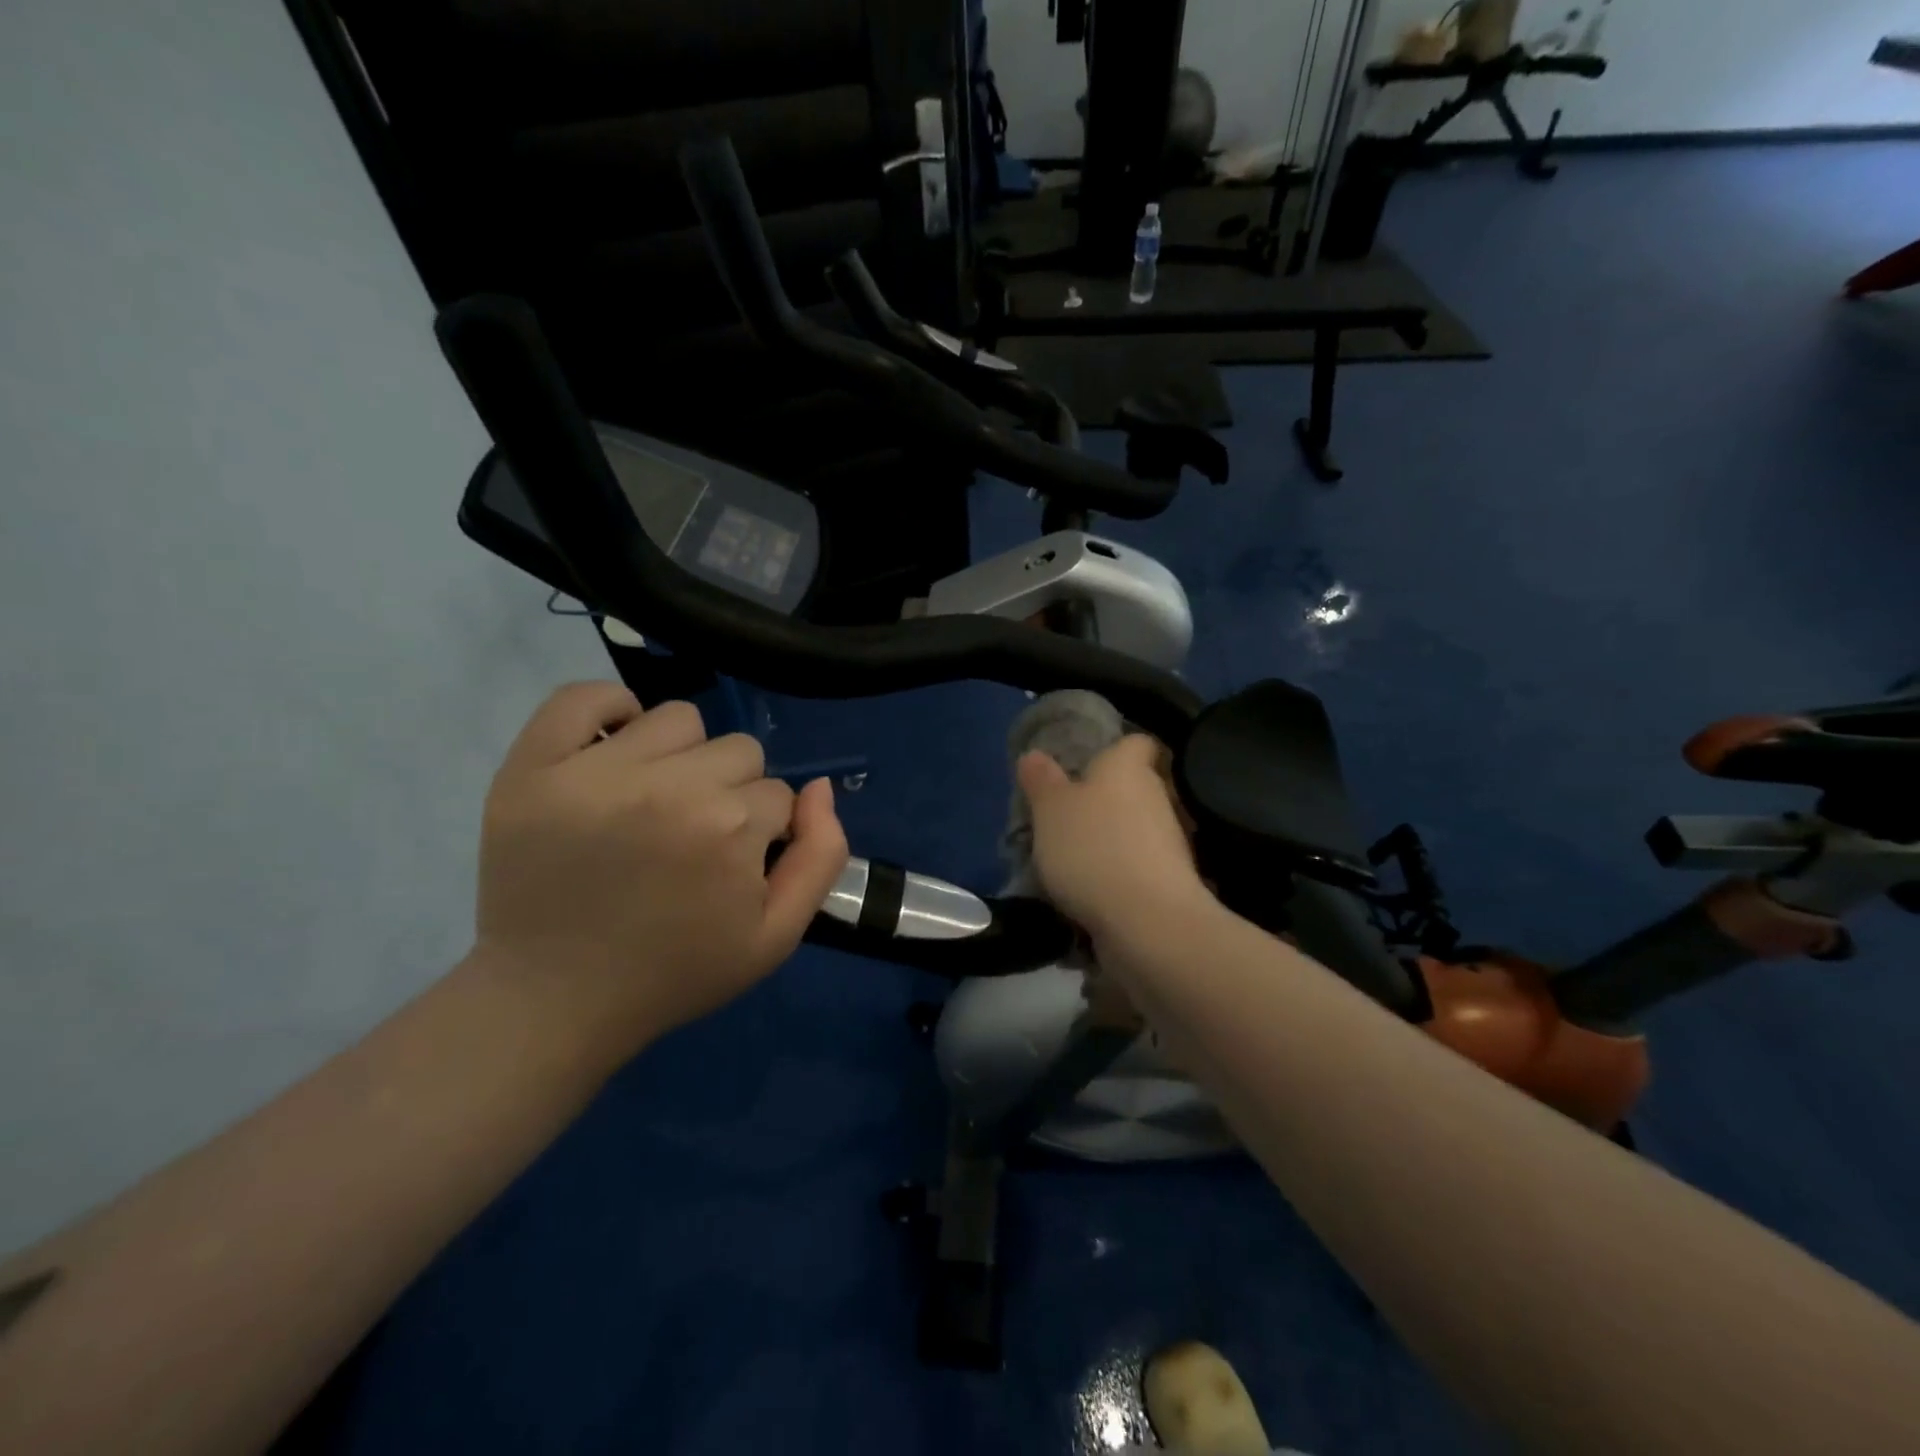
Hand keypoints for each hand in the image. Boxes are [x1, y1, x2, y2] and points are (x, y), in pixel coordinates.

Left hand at [473, 683, 848, 1056]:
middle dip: (731, 793)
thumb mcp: (776, 936)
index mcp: (730, 828)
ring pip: (679, 720)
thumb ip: (822, 856)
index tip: (730, 869)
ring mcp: (595, 771)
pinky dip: (609, 711)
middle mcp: (670, 786)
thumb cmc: (676, 972)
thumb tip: (819, 787)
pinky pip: (583, 697)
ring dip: (682, 757)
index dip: (763, 834)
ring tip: (654, 803)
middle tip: (693, 840)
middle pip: (739, 751)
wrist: (555, 1000)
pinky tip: (614, 751)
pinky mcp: (533, 767)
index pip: (778, 795)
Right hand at [1016, 734, 1208, 942]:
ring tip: (1071, 859)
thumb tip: (1034, 755)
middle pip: (1134, 787)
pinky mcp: (1170, 882)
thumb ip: (1041, 780)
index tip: (1090, 763)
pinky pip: (1138, 868)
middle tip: (1067, 815)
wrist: (1147, 922)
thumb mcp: (1050, 809)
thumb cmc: (1093, 848)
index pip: (1137, 742)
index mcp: (1128, 767)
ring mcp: (1169, 842)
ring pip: (1136, 829)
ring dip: (1110, 840)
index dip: (1117, 748)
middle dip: (1106, 799)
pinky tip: (1089, 892)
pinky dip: (1118, 875)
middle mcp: (1156, 796)